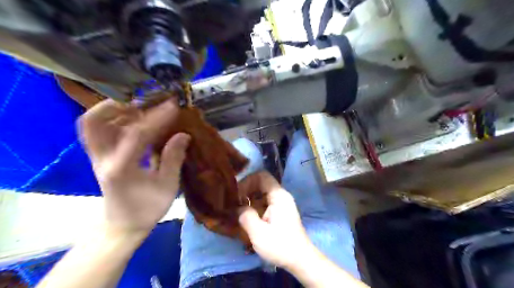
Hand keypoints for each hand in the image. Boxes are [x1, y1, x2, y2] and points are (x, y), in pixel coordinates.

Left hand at [80, 99, 189, 236]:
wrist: (123, 225)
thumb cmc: (148, 208)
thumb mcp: (167, 186)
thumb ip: (173, 158)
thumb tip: (184, 134)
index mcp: (121, 169)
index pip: (136, 134)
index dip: (156, 117)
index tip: (173, 106)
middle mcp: (102, 159)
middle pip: (95, 122)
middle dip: (119, 106)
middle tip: (145, 102)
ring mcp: (97, 158)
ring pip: (92, 124)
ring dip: (114, 110)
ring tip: (140, 107)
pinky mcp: (99, 157)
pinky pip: (98, 130)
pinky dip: (113, 119)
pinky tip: (134, 120)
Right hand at [239, 173, 315, 269]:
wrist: (300, 260)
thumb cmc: (280, 245)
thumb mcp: (258, 233)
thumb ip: (246, 216)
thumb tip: (238, 207)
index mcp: (278, 195)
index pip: (261, 176)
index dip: (247, 181)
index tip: (237, 194)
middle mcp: (281, 195)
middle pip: (261, 183)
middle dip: (247, 190)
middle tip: (235, 203)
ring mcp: (282, 203)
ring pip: (262, 193)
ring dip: (250, 199)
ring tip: (239, 210)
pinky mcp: (281, 212)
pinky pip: (266, 202)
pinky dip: (255, 206)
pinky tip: (248, 217)